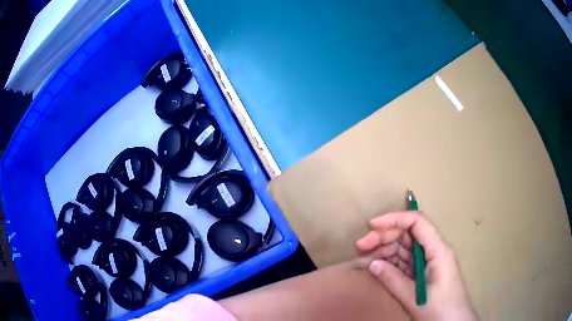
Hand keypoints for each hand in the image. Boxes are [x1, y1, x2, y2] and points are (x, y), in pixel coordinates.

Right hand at [356, 211, 477, 320]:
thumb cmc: (441, 309)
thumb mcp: (415, 298)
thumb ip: (394, 280)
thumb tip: (372, 264)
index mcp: (438, 251)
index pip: (418, 223)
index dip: (395, 219)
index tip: (372, 225)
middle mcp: (434, 251)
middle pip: (408, 234)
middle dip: (384, 236)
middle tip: (361, 246)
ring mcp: (429, 262)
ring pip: (405, 247)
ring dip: (385, 250)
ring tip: (365, 258)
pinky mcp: (424, 272)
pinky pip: (405, 261)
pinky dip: (390, 263)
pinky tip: (378, 267)